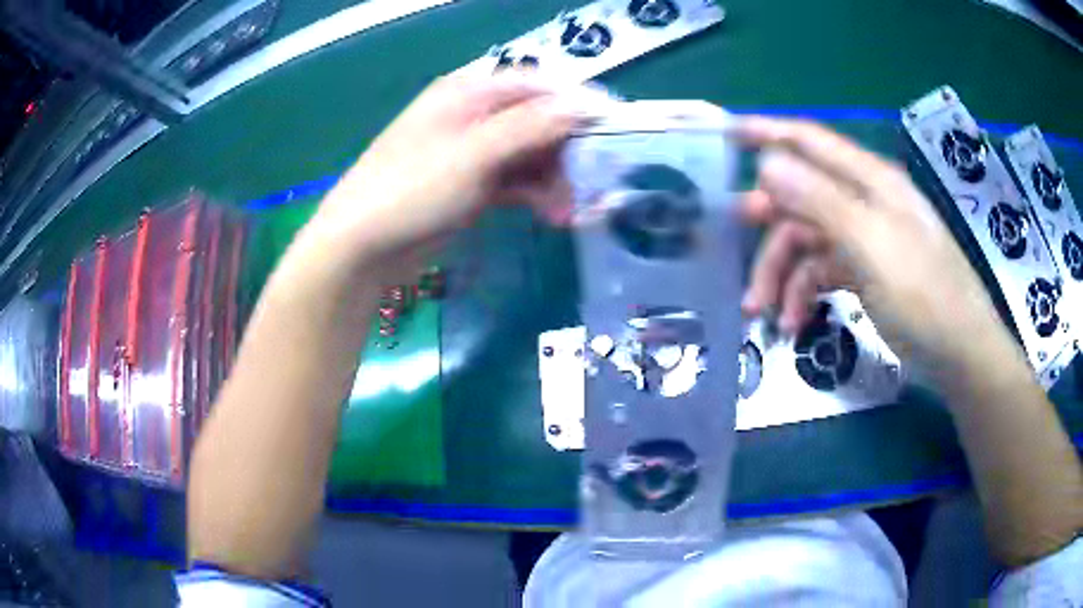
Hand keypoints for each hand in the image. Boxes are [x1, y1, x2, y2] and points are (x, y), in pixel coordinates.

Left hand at [311, 71, 579, 281]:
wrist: (361, 247)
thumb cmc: (412, 189)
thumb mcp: (475, 154)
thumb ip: (532, 126)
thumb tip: (585, 104)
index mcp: (469, 91)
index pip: (537, 85)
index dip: (577, 102)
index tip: (614, 126)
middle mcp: (474, 114)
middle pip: (538, 121)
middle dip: (568, 151)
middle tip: (592, 184)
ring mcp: (473, 151)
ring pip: (531, 154)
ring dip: (555, 180)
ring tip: (569, 213)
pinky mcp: (472, 184)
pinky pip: (516, 180)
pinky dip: (536, 195)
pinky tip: (553, 216)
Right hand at [735, 116, 1011, 367]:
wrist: (960, 355)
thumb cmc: (924, 297)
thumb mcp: (872, 246)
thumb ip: (820, 200)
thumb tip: (766, 162)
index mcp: (870, 181)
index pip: (810, 142)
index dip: (767, 133)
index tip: (725, 135)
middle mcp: (866, 202)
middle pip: (802, 199)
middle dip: (770, 229)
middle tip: (736, 255)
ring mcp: (867, 239)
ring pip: (809, 241)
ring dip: (782, 274)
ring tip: (765, 312)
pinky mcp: (867, 273)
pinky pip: (823, 272)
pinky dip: (804, 293)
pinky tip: (794, 322)